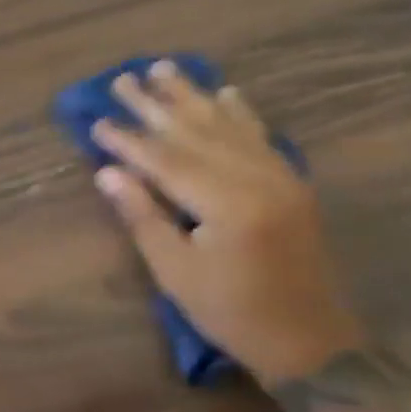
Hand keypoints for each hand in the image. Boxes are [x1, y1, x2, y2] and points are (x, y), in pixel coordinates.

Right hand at [92, 62, 365, 385]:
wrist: (312, 343)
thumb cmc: (234, 313)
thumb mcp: (177, 272)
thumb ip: (143, 216)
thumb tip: (108, 172)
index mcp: (227, 204)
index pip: (165, 160)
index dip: (128, 140)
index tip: (98, 121)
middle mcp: (256, 178)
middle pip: (195, 131)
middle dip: (155, 105)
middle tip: (123, 79)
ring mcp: (278, 177)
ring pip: (227, 125)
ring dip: (193, 96)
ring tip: (165, 68)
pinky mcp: (291, 183)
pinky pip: (260, 136)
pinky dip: (240, 111)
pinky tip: (226, 92)